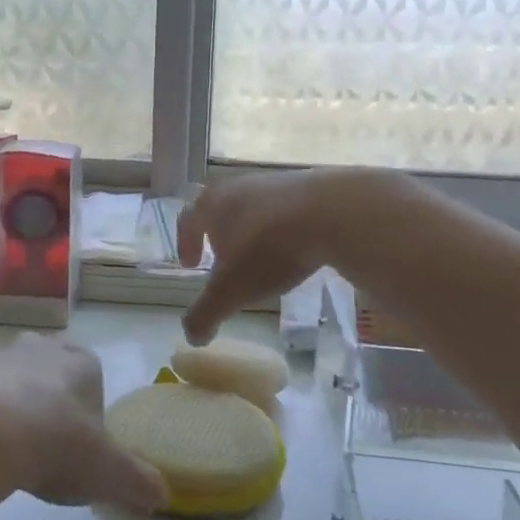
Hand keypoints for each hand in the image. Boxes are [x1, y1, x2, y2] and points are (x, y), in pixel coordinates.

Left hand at [0, 334, 166, 511]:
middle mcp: (40, 349)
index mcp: (80, 362)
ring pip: (10, 370)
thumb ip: (139, 482)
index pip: (91, 369)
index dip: (88, 401)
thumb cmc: (57, 444)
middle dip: (49, 390)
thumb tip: (162, 496)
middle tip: (47, 434)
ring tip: (10, 439)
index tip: (83, 435)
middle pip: (49, 363)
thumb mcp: (109, 472)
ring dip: (11, 395)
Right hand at [178, 169, 382, 343]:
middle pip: (220, 207)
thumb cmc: (268, 249)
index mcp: (212, 204)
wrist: (333, 212)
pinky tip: (296, 248)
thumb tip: (192, 337)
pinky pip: (285, 208)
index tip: (190, 265)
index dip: (185, 243)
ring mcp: (275, 182)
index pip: (187, 219)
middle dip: (218, 234)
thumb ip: (206, 314)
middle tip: (225, 260)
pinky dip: (283, 227)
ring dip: (251, 230)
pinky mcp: (309, 185)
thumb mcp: (231, 291)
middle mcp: (238, 186)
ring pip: (253, 206)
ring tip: (263, 257)